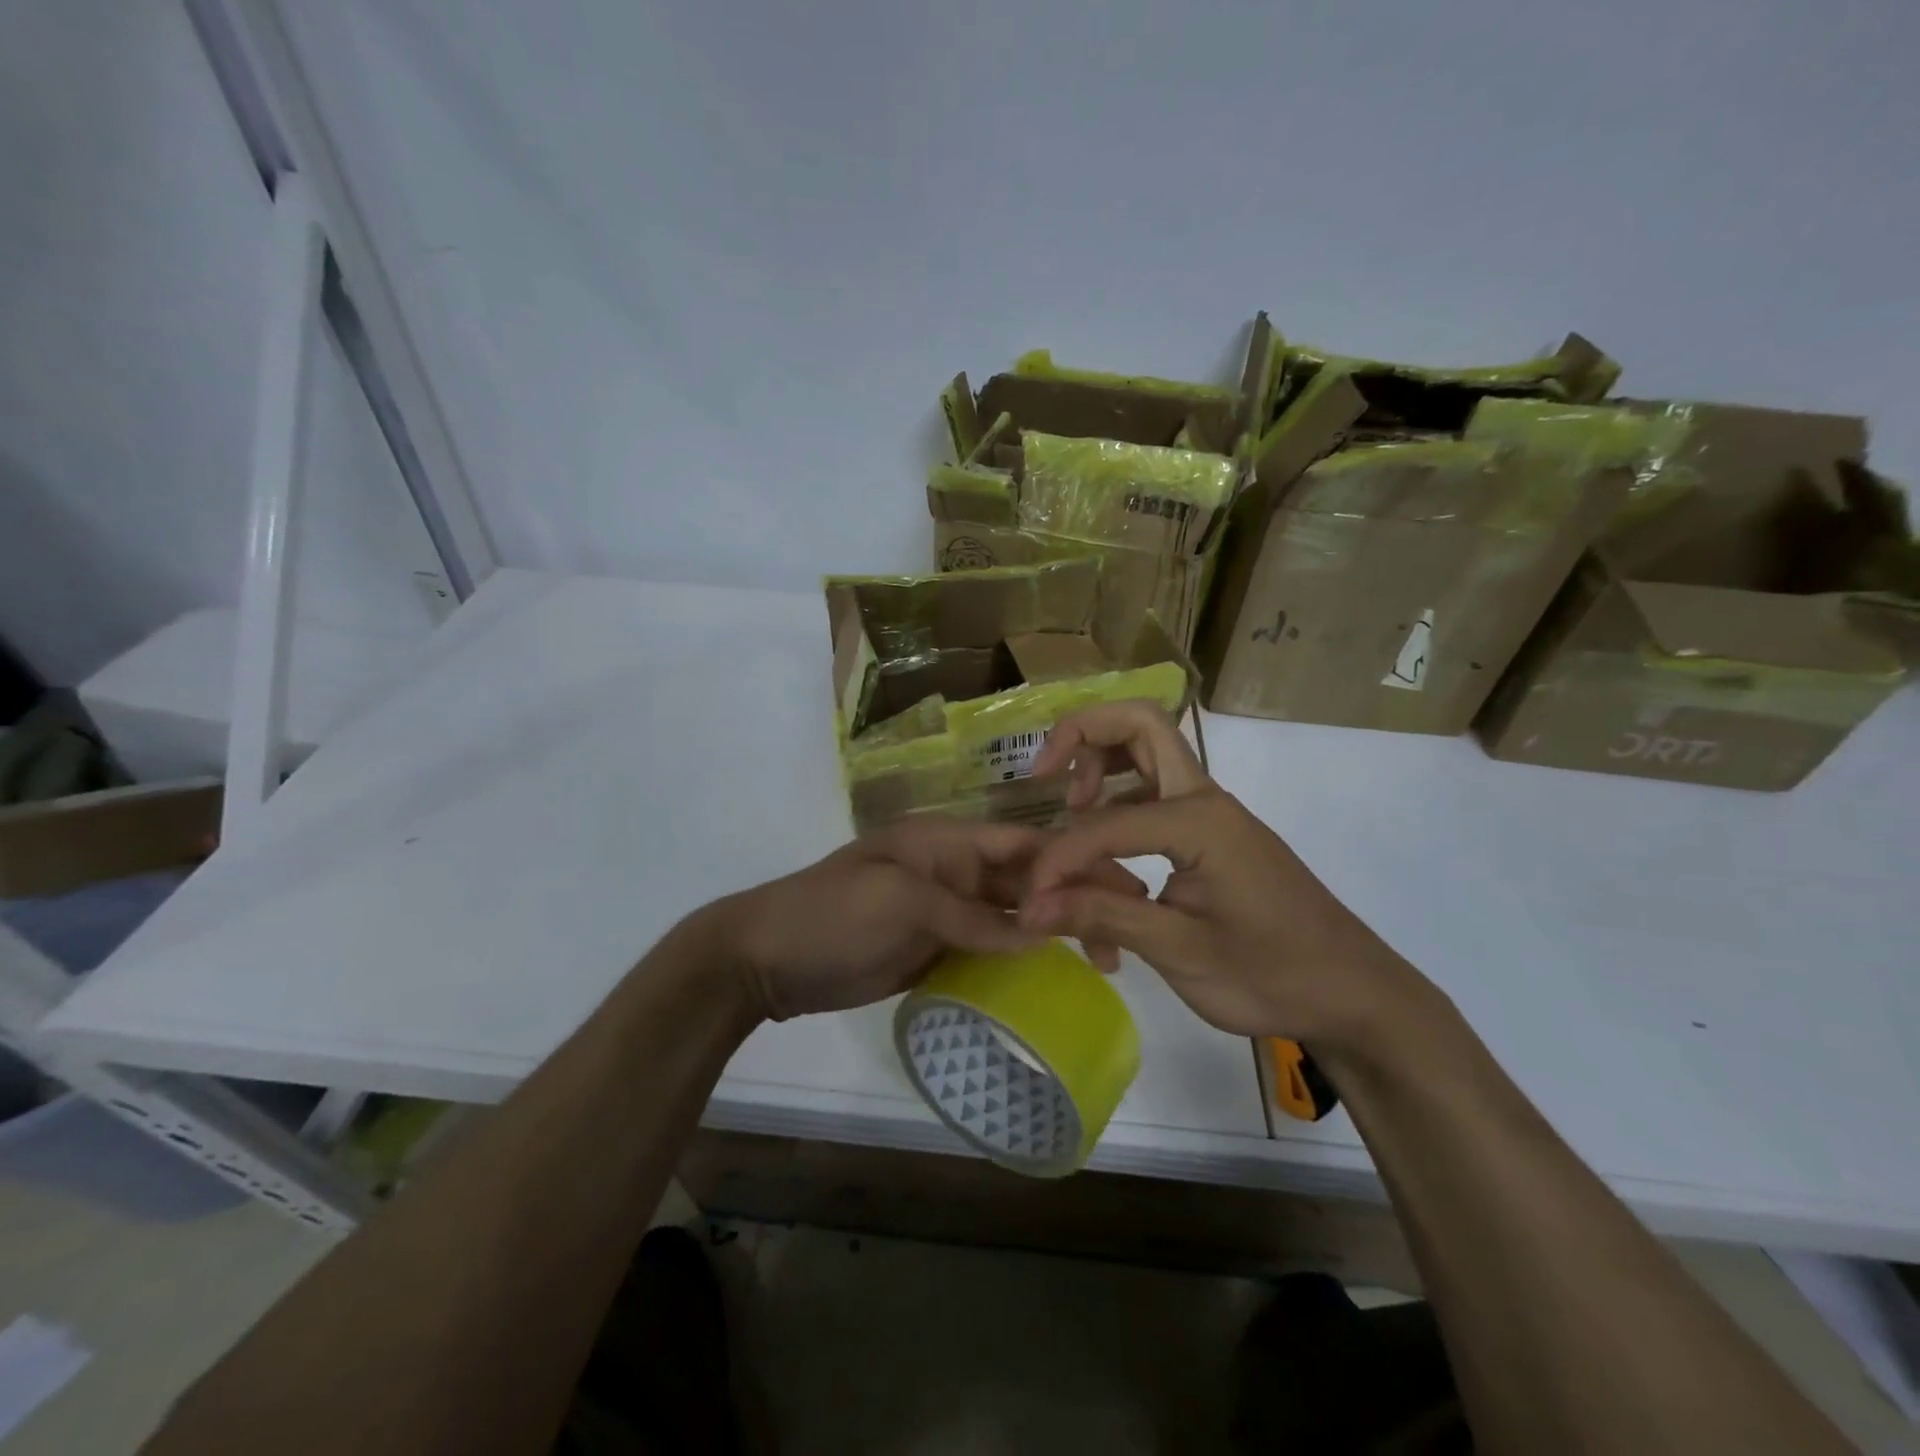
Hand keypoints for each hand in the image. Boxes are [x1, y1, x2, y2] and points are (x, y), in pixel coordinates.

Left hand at [715, 816, 1142, 1020]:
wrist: (767, 959)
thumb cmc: (832, 913)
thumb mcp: (901, 901)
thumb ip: (970, 915)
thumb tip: (1037, 936)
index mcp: (945, 842)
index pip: (1021, 844)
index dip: (1071, 861)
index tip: (1121, 887)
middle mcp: (952, 871)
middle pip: (1024, 881)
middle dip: (1073, 900)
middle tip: (1124, 935)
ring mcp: (944, 912)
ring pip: (1012, 917)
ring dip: (1053, 933)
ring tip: (1104, 961)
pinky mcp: (934, 948)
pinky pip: (989, 948)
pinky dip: (1020, 960)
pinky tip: (1053, 978)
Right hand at [1020, 701, 1422, 1046]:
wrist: (1355, 995)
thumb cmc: (1273, 975)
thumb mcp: (1181, 952)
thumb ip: (1103, 917)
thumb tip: (1031, 906)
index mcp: (1199, 819)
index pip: (1103, 822)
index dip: (1059, 857)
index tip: (1034, 900)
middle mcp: (1203, 799)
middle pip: (1139, 725)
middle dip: (1082, 736)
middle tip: (1044, 779)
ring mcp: (1209, 815)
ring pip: (1146, 755)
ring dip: (1100, 767)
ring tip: (1069, 813)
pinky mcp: (1210, 838)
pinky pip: (1153, 803)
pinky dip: (1117, 814)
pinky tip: (1105, 870)